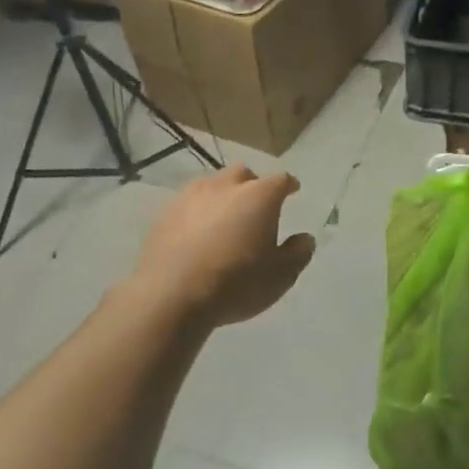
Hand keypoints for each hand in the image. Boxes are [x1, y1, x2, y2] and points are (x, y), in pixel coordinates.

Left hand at [132, 166, 316, 327]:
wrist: (172, 295)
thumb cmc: (236, 283)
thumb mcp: (280, 276)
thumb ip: (298, 253)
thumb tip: (304, 238)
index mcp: (259, 196)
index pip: (280, 180)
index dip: (288, 185)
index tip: (293, 190)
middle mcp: (225, 186)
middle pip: (242, 173)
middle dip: (252, 184)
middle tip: (256, 204)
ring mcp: (190, 196)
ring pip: (211, 184)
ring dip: (222, 195)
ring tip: (224, 216)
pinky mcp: (164, 213)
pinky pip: (187, 203)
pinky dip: (197, 211)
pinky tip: (197, 231)